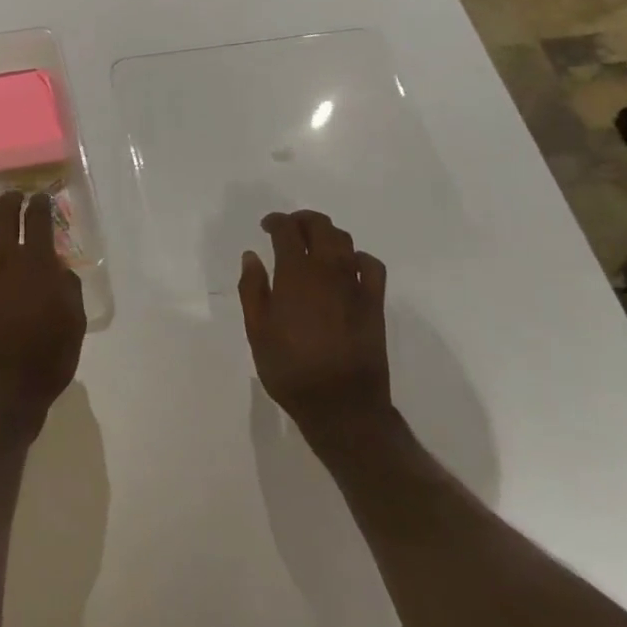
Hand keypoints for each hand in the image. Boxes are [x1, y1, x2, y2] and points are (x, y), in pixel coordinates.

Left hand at [0, 191, 85, 427]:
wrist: (1, 393)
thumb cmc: (47, 360)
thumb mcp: (74, 324)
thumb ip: (68, 289)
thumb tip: (58, 268)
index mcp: (37, 266)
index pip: (38, 222)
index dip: (40, 206)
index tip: (41, 198)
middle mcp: (6, 263)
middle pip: (4, 220)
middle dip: (10, 203)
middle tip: (14, 197)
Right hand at [239, 210, 392, 441]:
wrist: (342, 406)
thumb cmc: (290, 369)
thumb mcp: (257, 331)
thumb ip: (252, 288)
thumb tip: (252, 256)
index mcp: (295, 274)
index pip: (287, 231)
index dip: (276, 221)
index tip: (266, 226)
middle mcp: (327, 270)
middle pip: (320, 226)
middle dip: (302, 220)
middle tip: (288, 229)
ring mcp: (355, 285)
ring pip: (345, 241)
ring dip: (327, 234)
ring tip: (314, 244)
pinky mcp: (374, 303)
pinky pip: (371, 265)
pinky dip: (358, 257)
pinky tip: (348, 266)